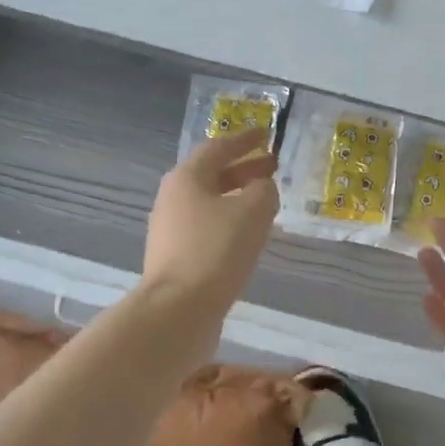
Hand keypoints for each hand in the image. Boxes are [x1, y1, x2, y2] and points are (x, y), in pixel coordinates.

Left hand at [142, 129, 279, 320]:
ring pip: (210, 203)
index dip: (245, 140)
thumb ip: (263, 190)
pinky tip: (248, 235)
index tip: (267, 135)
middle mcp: (173, 199)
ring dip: (237, 197)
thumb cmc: (216, 251)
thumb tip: (261, 188)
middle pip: (212, 175)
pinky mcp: (176, 257)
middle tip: (273, 168)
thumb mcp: (252, 211)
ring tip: (266, 202)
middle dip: (244, 169)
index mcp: (187, 178)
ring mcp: (171, 230)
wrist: (178, 310)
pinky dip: (230, 222)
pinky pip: (208, 228)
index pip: (218, 148)